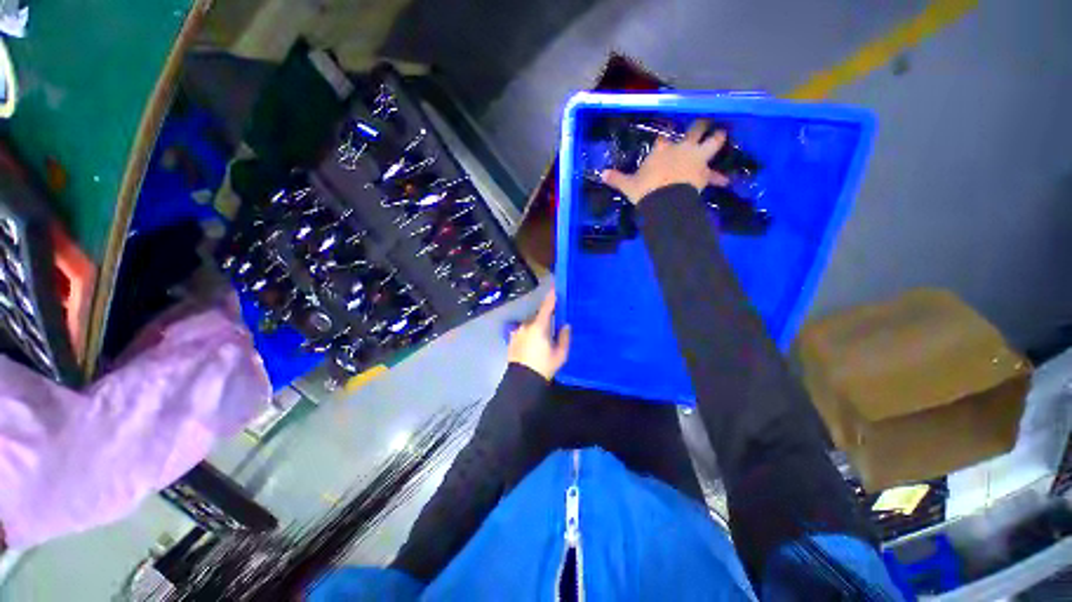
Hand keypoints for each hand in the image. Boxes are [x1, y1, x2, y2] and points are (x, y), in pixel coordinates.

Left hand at [507, 290, 570, 379]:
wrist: (522, 381)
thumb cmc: (544, 366)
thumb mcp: (560, 354)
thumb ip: (564, 337)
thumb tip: (565, 325)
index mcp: (539, 326)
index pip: (547, 306)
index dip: (552, 296)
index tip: (556, 287)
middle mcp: (526, 325)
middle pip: (539, 316)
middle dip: (547, 317)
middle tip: (555, 323)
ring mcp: (517, 332)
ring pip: (531, 324)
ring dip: (538, 326)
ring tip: (544, 338)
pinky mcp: (512, 339)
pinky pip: (523, 331)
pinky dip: (530, 332)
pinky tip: (534, 343)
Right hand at [602, 120, 729, 204]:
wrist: (664, 201)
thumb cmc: (646, 190)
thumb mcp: (628, 185)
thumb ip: (617, 179)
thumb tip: (601, 175)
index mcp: (661, 150)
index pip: (663, 139)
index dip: (663, 141)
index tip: (663, 143)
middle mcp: (681, 148)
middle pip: (694, 130)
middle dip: (698, 126)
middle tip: (701, 125)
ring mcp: (695, 158)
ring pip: (713, 141)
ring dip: (718, 138)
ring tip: (722, 134)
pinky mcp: (704, 172)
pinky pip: (714, 174)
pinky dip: (718, 178)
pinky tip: (725, 182)